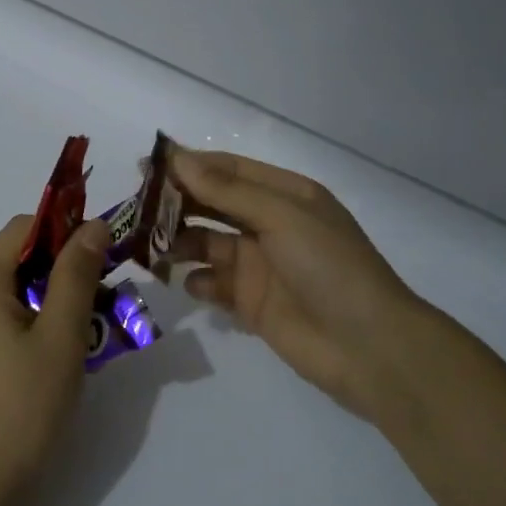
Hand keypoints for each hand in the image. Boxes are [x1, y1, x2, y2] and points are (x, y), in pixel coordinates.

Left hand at [0, 214, 111, 505]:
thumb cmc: (24, 407)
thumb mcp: (62, 335)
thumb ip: (77, 274)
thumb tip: (91, 225)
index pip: (23, 227)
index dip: (66, 232)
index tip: (103, 257)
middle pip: (15, 260)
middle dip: (62, 271)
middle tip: (103, 302)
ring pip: (8, 294)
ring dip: (49, 300)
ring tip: (86, 334)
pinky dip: (28, 324)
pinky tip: (53, 357)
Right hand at [169, 147, 428, 419]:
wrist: (369, 347)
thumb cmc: (329, 267)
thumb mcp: (281, 216)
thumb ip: (226, 190)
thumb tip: (178, 157)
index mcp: (284, 195)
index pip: (227, 170)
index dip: (188, 165)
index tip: (145, 166)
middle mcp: (268, 224)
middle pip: (211, 204)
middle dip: (176, 204)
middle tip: (136, 208)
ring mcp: (258, 264)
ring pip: (205, 243)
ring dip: (178, 242)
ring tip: (151, 248)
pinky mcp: (249, 302)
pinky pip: (212, 283)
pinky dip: (197, 281)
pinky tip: (192, 284)